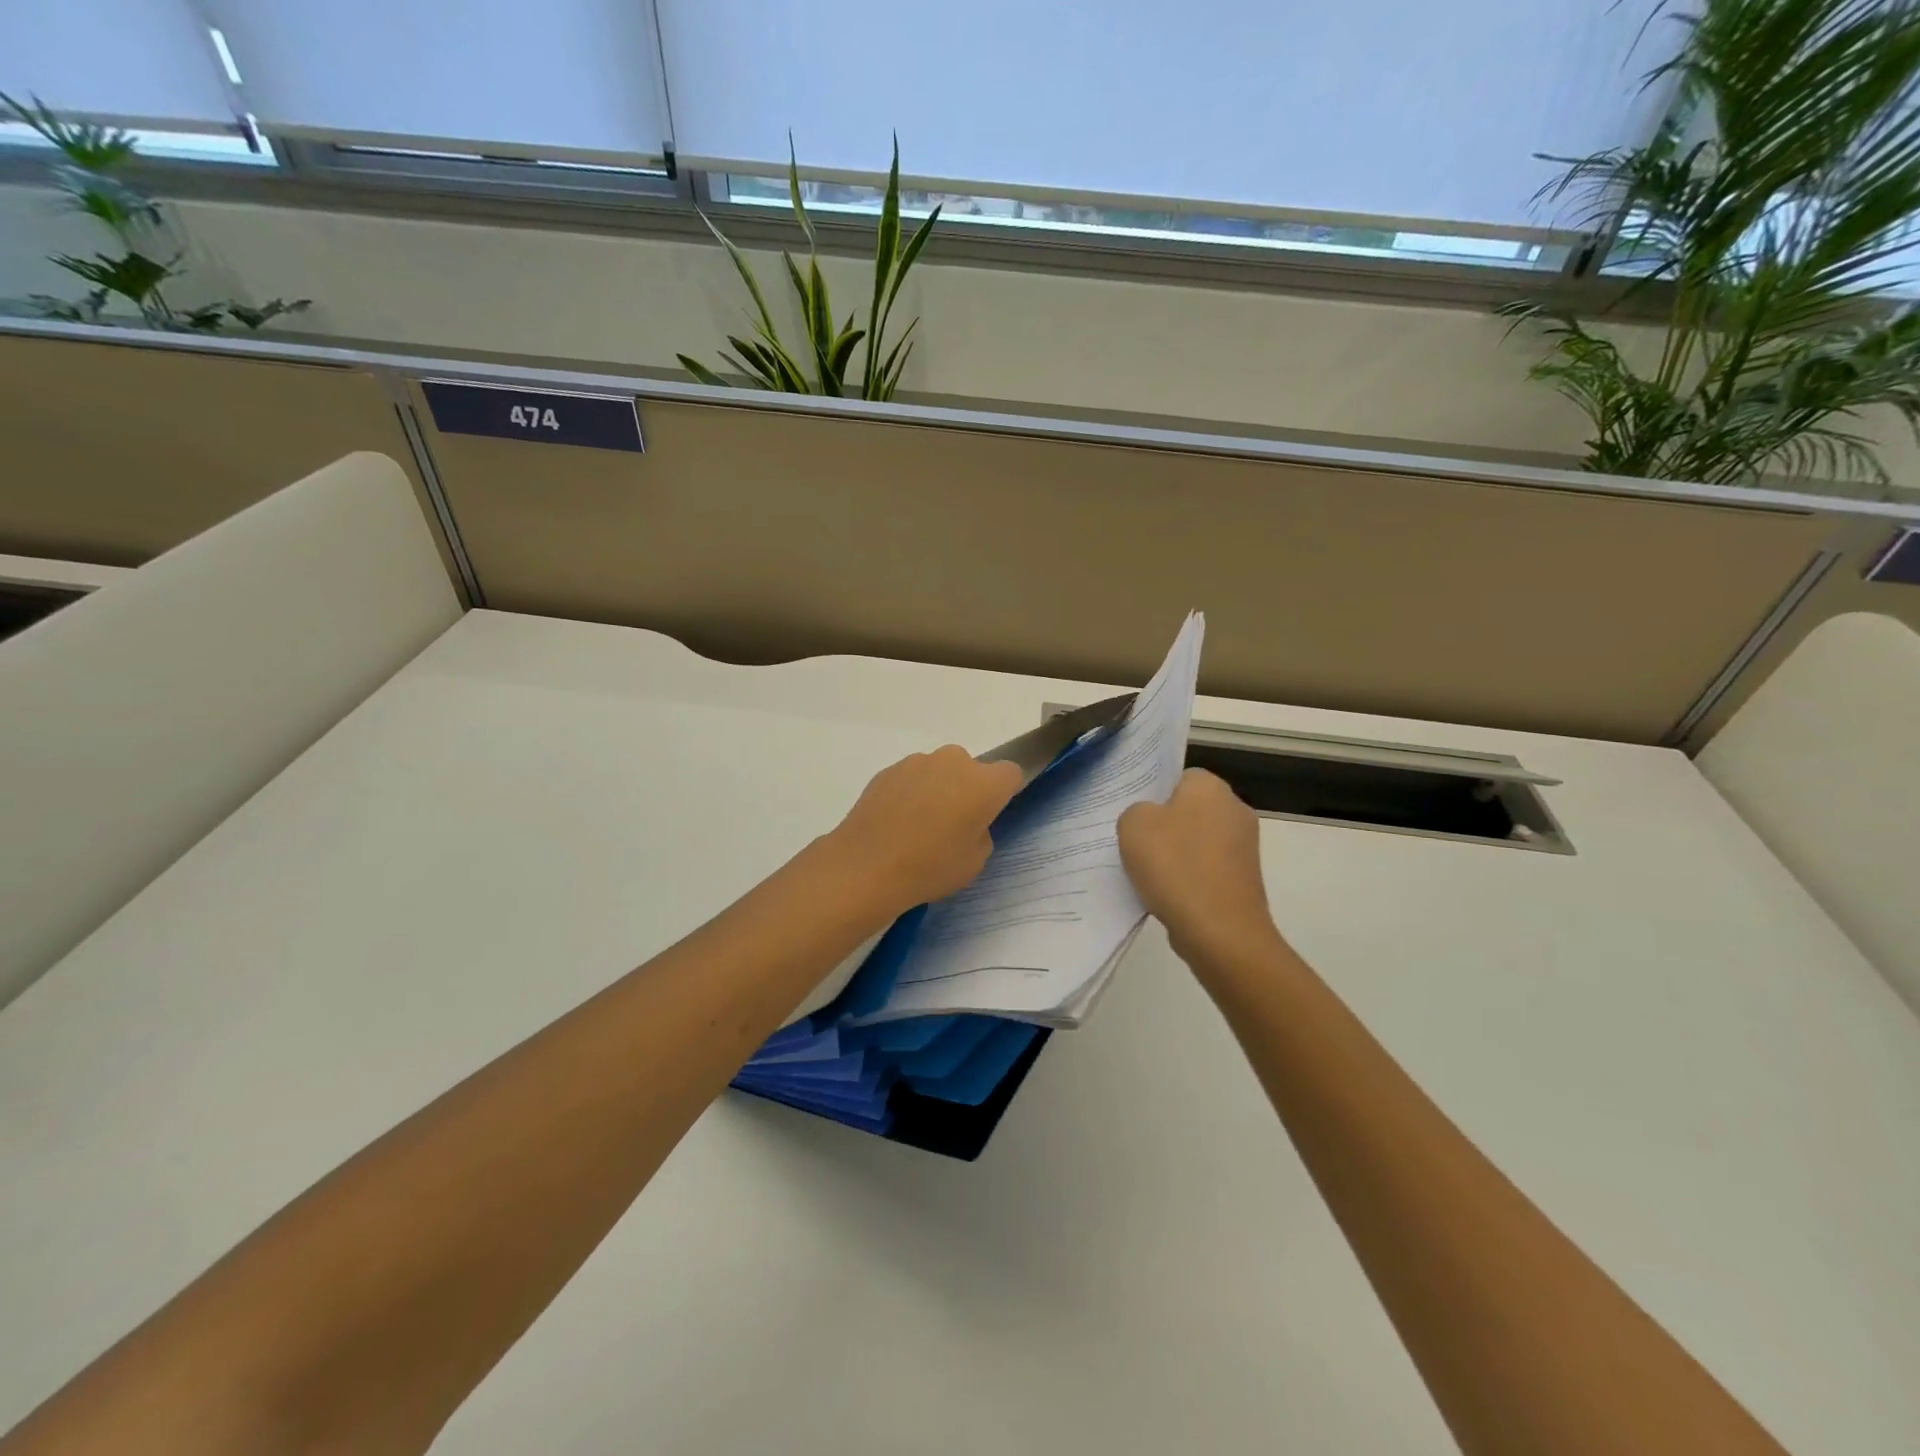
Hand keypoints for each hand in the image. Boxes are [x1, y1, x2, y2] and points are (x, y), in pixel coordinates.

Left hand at [825, 746, 1024, 916]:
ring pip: (939, 771)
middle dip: (967, 789)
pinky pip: (912, 778)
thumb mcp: (974, 862)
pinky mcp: (889, 769)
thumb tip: (967, 822)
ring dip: (937, 789)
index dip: (1003, 792)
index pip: (1010, 773)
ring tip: (918, 826)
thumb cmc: (930, 867)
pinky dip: (910, 793)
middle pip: (971, 769)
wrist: (866, 866)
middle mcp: (954, 762)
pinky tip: (896, 823)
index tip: (990, 815)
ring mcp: (918, 762)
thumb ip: (981, 833)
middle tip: (952, 825)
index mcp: (984, 784)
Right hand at [1118, 769, 1283, 965]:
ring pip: (1197, 841)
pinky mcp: (1244, 879)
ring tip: (1148, 875)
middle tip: (1135, 845)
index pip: (1178, 776)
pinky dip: (1189, 879)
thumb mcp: (1133, 825)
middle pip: (1188, 809)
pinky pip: (1206, 869)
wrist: (1219, 931)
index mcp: (1210, 786)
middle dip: (1164, 826)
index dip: (1153, 794)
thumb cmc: (1175, 866)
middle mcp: (1235, 809)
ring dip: (1176, 855)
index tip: (1135, 818)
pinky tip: (1168, 895)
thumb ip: (1136, 811)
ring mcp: (1244, 847)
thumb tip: (1151, 821)